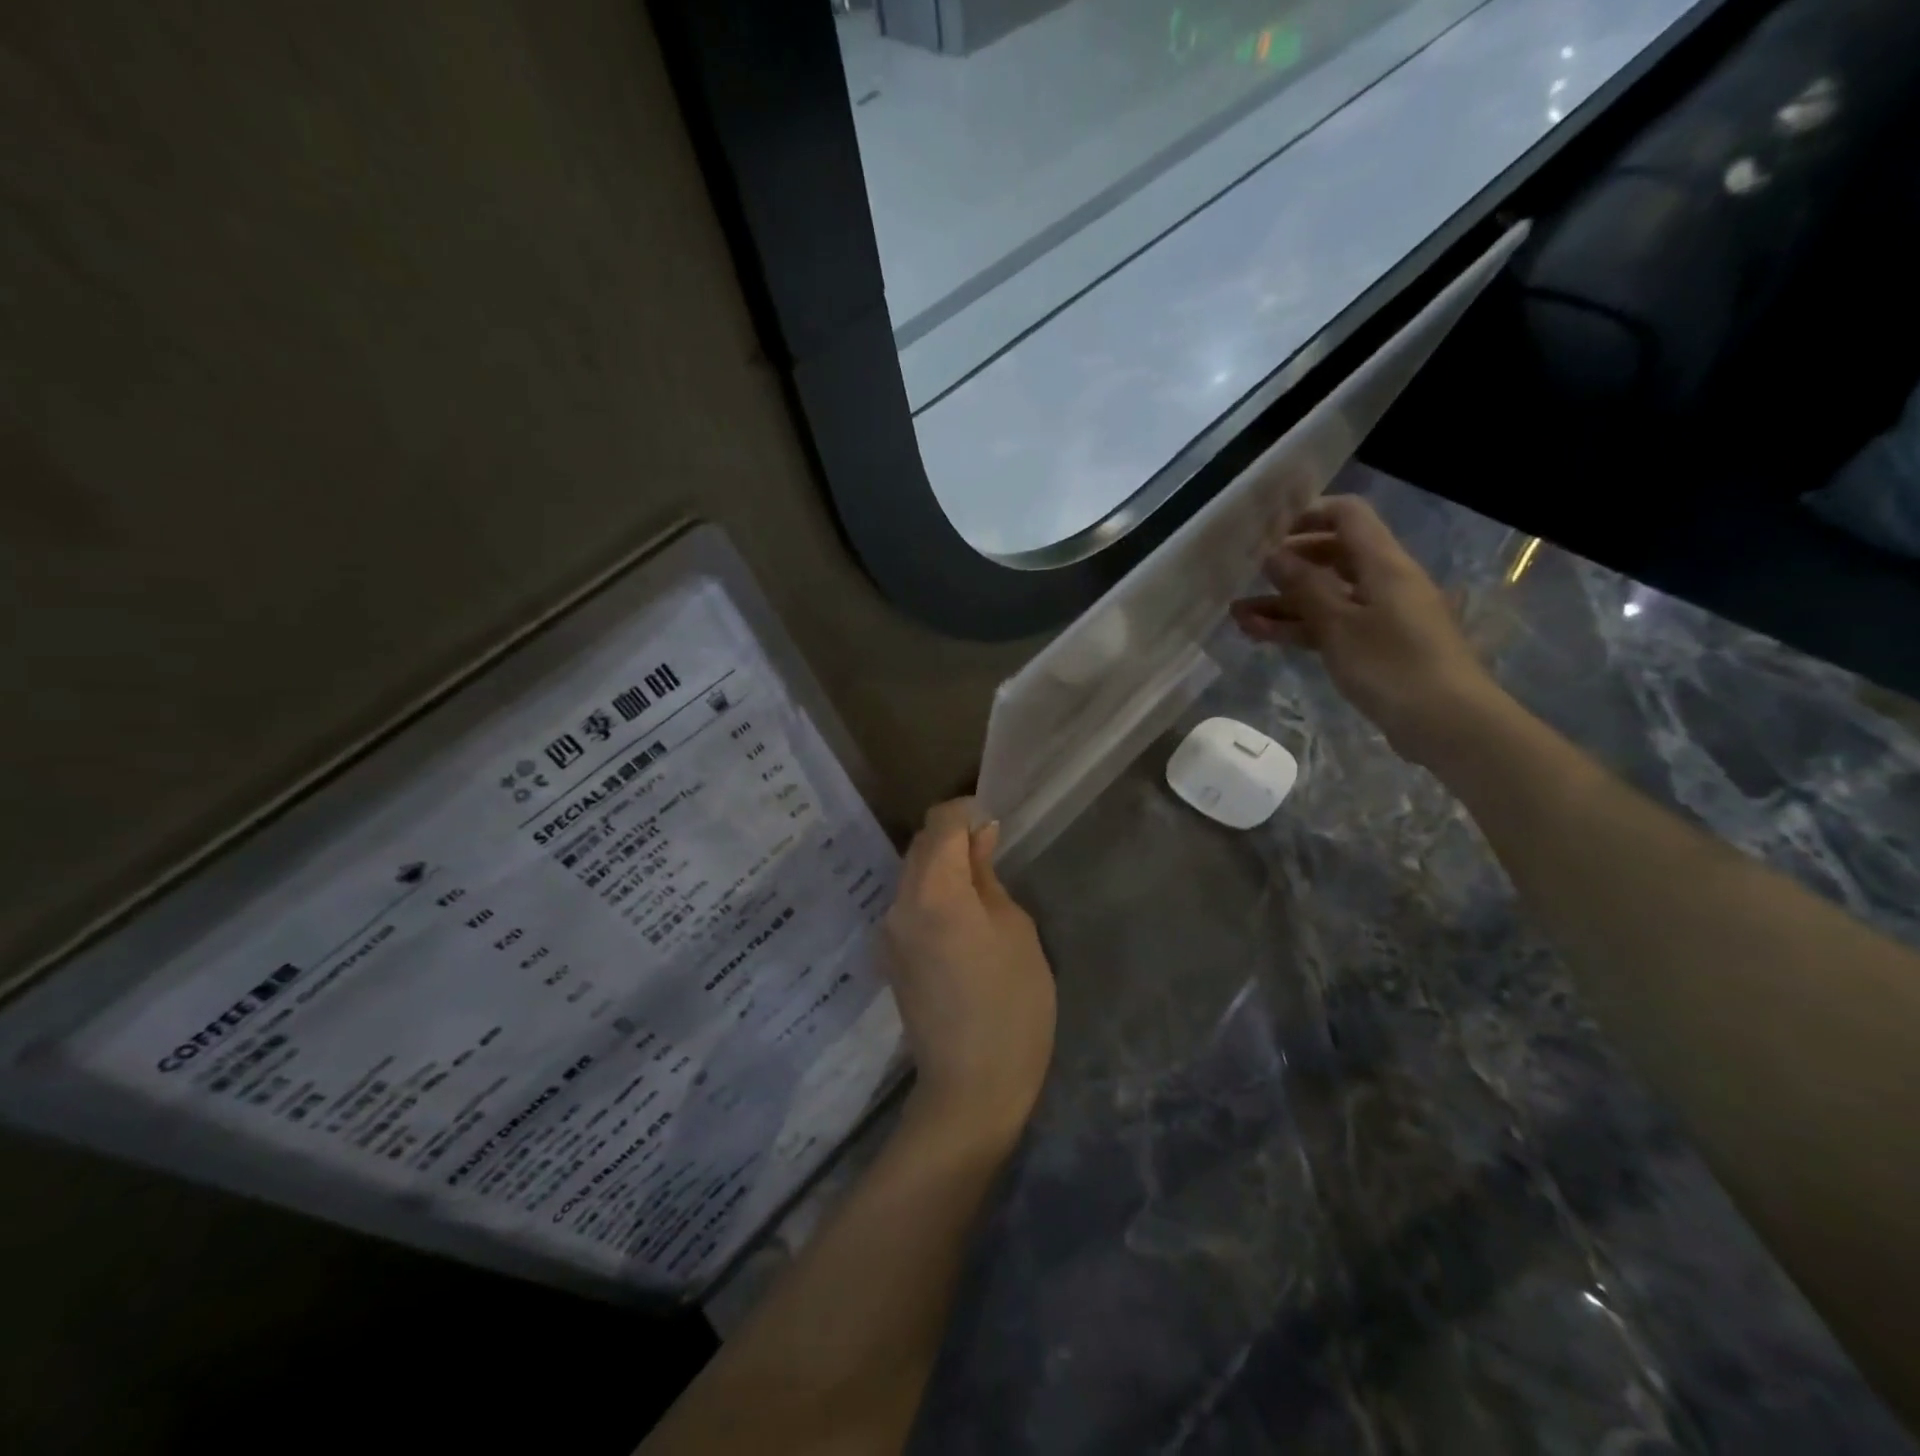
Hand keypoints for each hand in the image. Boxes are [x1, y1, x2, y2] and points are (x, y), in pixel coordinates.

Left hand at [882, 800, 1056, 1143]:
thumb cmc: (1011, 1006)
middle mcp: (899, 904)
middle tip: (994, 854)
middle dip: (953, 837)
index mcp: (933, 893)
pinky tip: (963, 919)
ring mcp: (889, 932)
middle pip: (920, 845)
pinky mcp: (890, 956)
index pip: (939, 823)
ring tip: (982, 889)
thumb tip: (977, 839)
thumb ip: (988, 877)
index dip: (967, 812)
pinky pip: (910, 904)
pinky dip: (934, 893)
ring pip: (913, 874)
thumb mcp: (1015, 931)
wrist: (970, 1088)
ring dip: (943, 866)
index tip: (994, 824)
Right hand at [1230, 494, 1510, 767]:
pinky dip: (1299, 627)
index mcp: (1383, 564)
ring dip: (1283, 603)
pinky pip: (1331, 626)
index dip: (1308, 515)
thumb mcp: (1338, 624)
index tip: (1268, 531)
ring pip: (1326, 596)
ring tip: (1237, 615)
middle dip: (1288, 564)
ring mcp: (1381, 615)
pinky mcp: (1376, 647)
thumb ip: (1303, 586)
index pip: (1347, 516)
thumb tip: (1274, 554)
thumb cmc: (1392, 665)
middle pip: (1333, 556)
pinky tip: (1261, 635)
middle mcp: (1384, 582)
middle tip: (1248, 575)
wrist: (1447, 723)